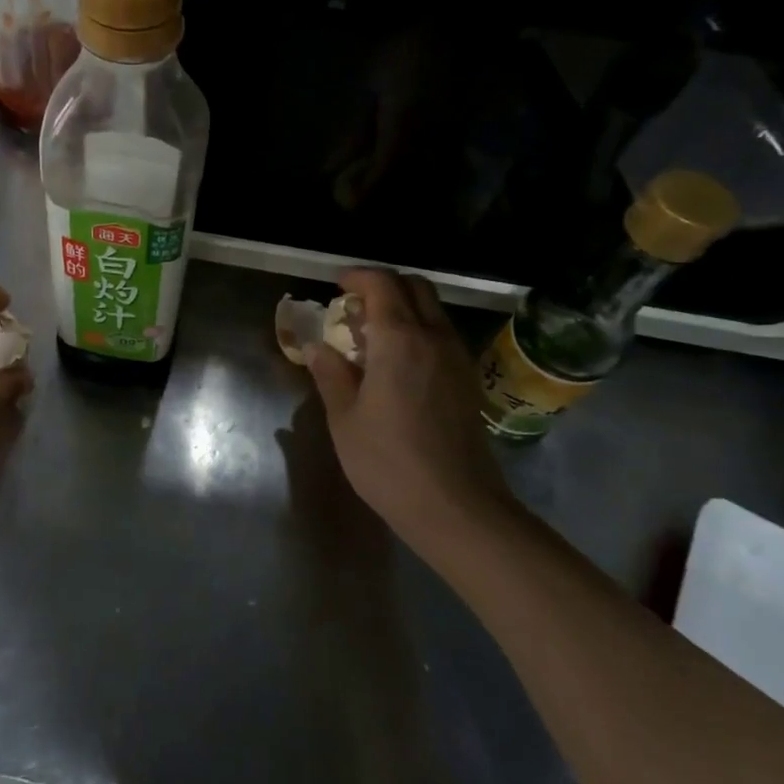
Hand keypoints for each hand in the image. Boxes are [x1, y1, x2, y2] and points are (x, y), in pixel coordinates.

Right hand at [306, 269, 517, 547]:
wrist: (456, 506)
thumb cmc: (388, 462)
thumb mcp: (344, 418)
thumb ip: (330, 374)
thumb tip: (316, 346)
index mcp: (399, 340)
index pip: (382, 284)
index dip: (357, 277)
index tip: (336, 287)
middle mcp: (434, 337)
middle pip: (415, 287)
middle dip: (384, 285)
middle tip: (354, 307)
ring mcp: (457, 358)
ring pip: (433, 310)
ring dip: (403, 308)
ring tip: (371, 336)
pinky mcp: (468, 379)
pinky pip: (442, 334)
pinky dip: (419, 329)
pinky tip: (397, 362)